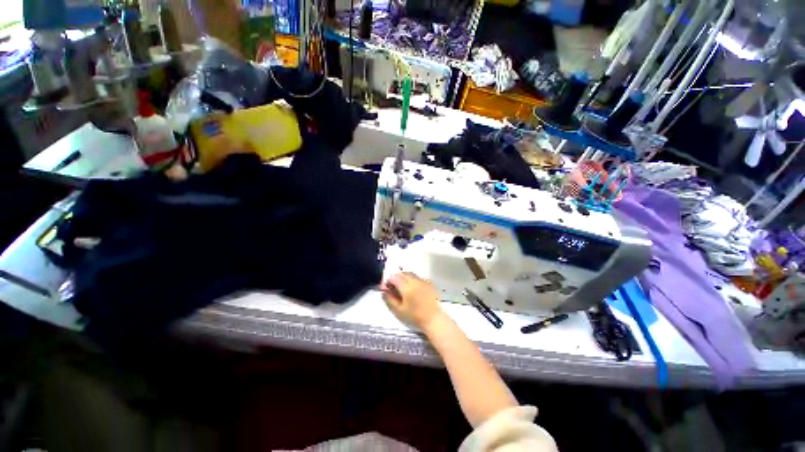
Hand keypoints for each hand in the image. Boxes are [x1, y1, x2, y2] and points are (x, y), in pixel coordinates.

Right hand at [381, 272, 443, 329]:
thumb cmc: (414, 316)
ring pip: (410, 274)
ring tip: (402, 288)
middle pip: (402, 273)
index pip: (394, 277)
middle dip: (396, 278)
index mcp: (407, 287)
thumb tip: (384, 291)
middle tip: (393, 287)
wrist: (433, 318)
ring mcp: (423, 280)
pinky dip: (412, 280)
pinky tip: (412, 289)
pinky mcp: (428, 283)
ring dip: (404, 278)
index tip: (386, 287)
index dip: (388, 280)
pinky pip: (417, 277)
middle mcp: (415, 280)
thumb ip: (389, 299)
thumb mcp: (398, 310)